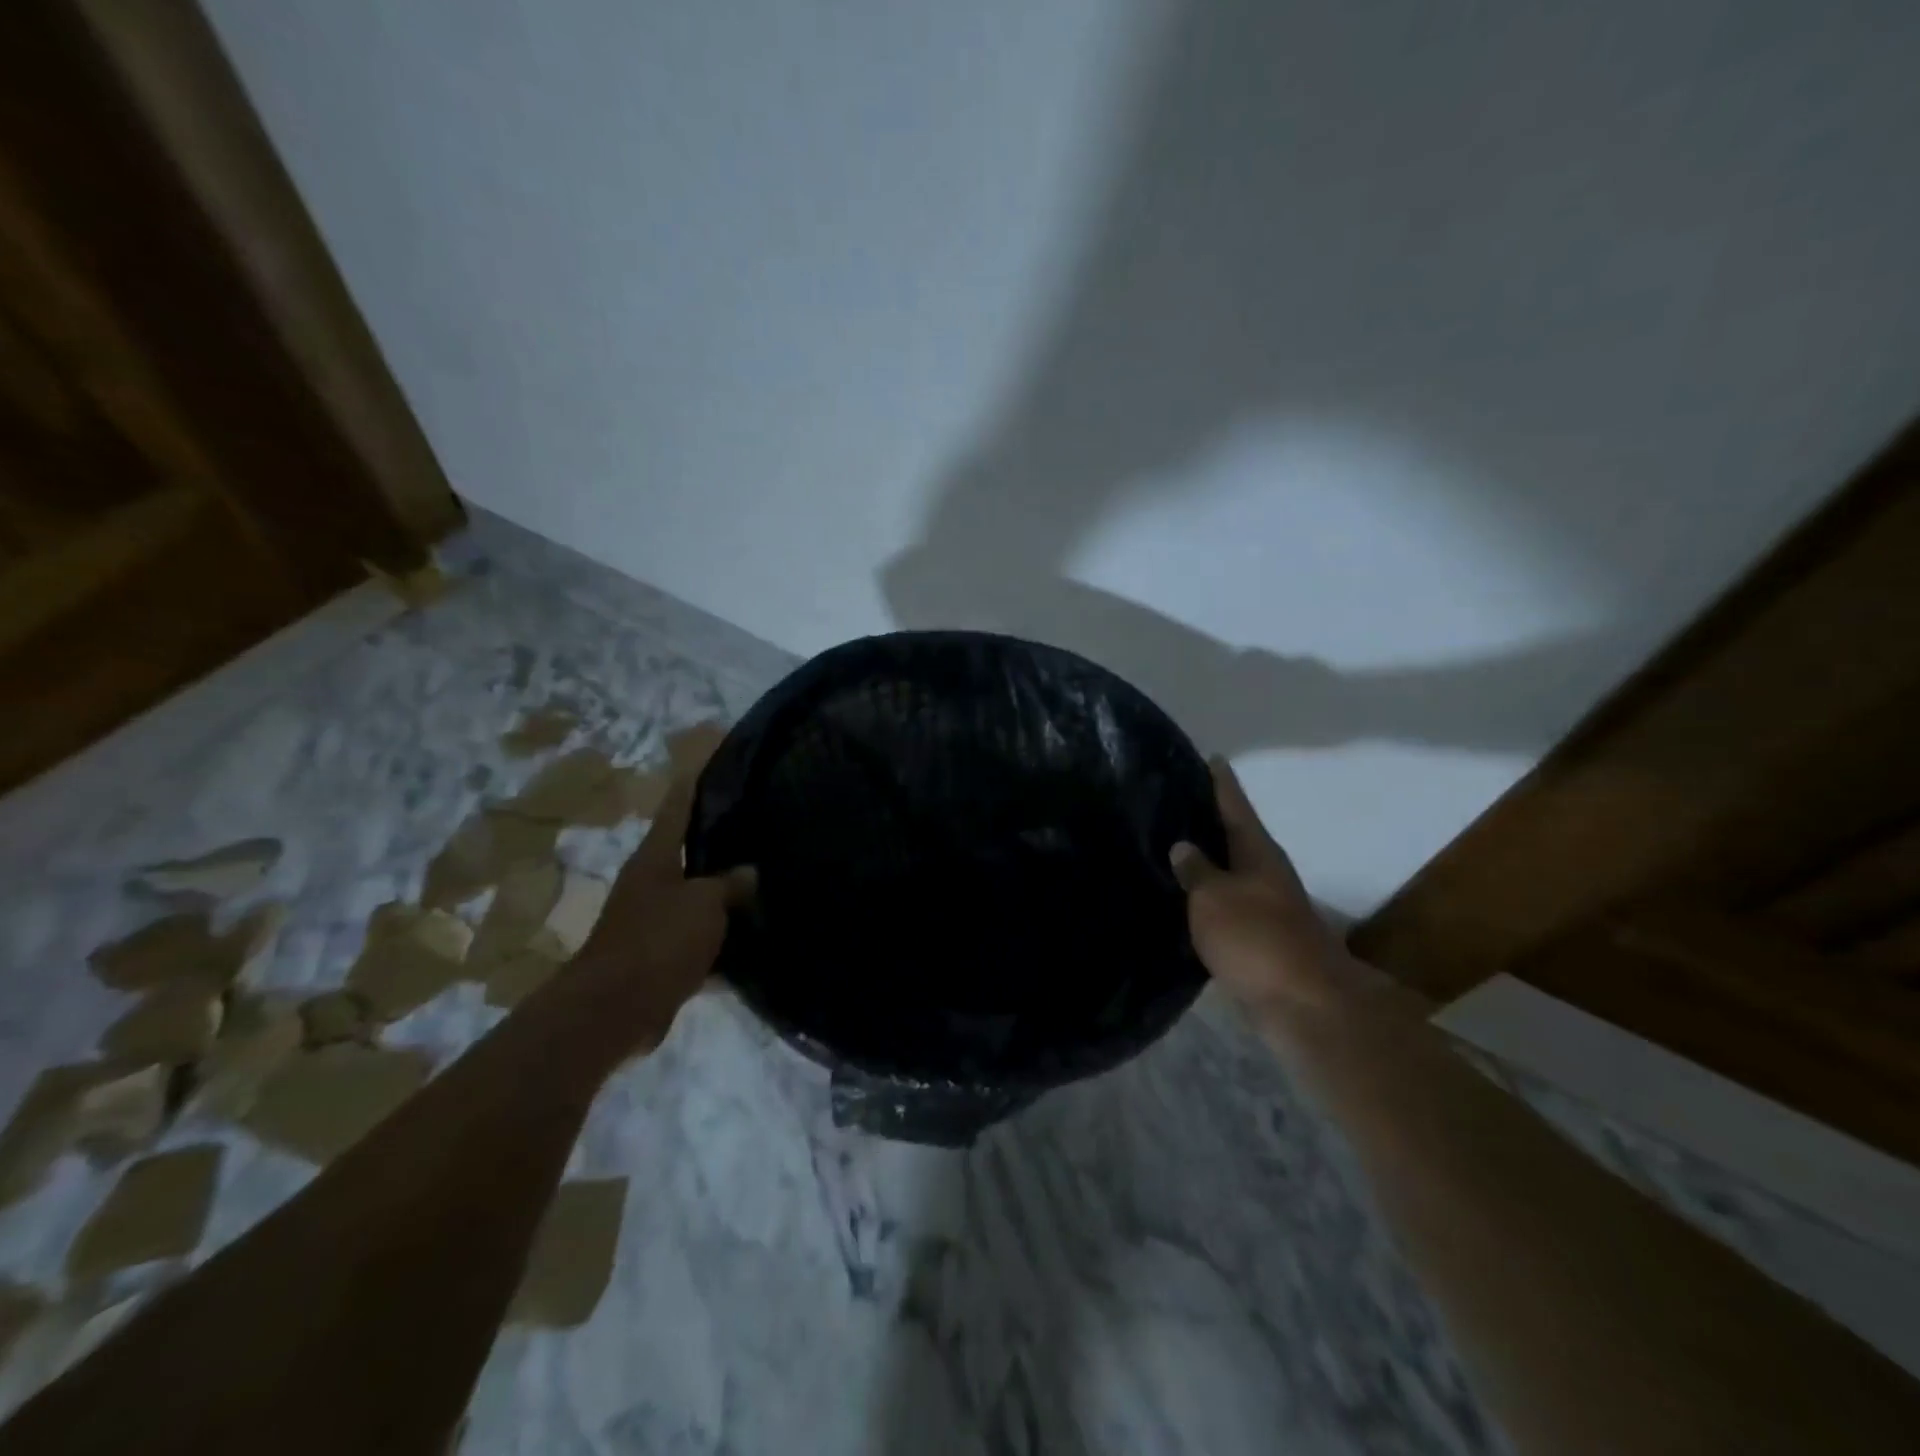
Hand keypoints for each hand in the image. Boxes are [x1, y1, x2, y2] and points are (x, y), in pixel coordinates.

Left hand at [569, 768, 755, 1050]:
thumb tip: (749, 872)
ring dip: (725, 889)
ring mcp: (655, 919)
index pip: (677, 806)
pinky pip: (701, 934)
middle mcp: (652, 882)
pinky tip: (755, 931)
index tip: (715, 758)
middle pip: (689, 849)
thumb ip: (730, 883)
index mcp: (656, 858)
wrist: (615, 1009)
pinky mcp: (662, 954)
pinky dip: (724, 933)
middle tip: (761, 820)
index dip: (694, 782)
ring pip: (698, 894)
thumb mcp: (704, 903)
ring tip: (767, 874)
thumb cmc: (658, 941)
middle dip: (720, 836)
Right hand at [1171, 757, 1349, 1012]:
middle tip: (1174, 802)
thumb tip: (1183, 846)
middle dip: (1210, 820)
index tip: (1212, 757)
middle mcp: (1266, 872)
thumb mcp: (1214, 898)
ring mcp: (1267, 906)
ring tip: (1171, 846)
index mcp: (1258, 852)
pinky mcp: (1260, 938)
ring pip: (1231, 871)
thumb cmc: (1256, 939)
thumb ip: (1196, 870)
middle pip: (1237, 836)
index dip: (1222, 782)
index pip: (1236, 805)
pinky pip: (1227, 903)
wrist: (1303, 1004)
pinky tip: (1185, 897)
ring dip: (1208, 859)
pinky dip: (1207, 895)